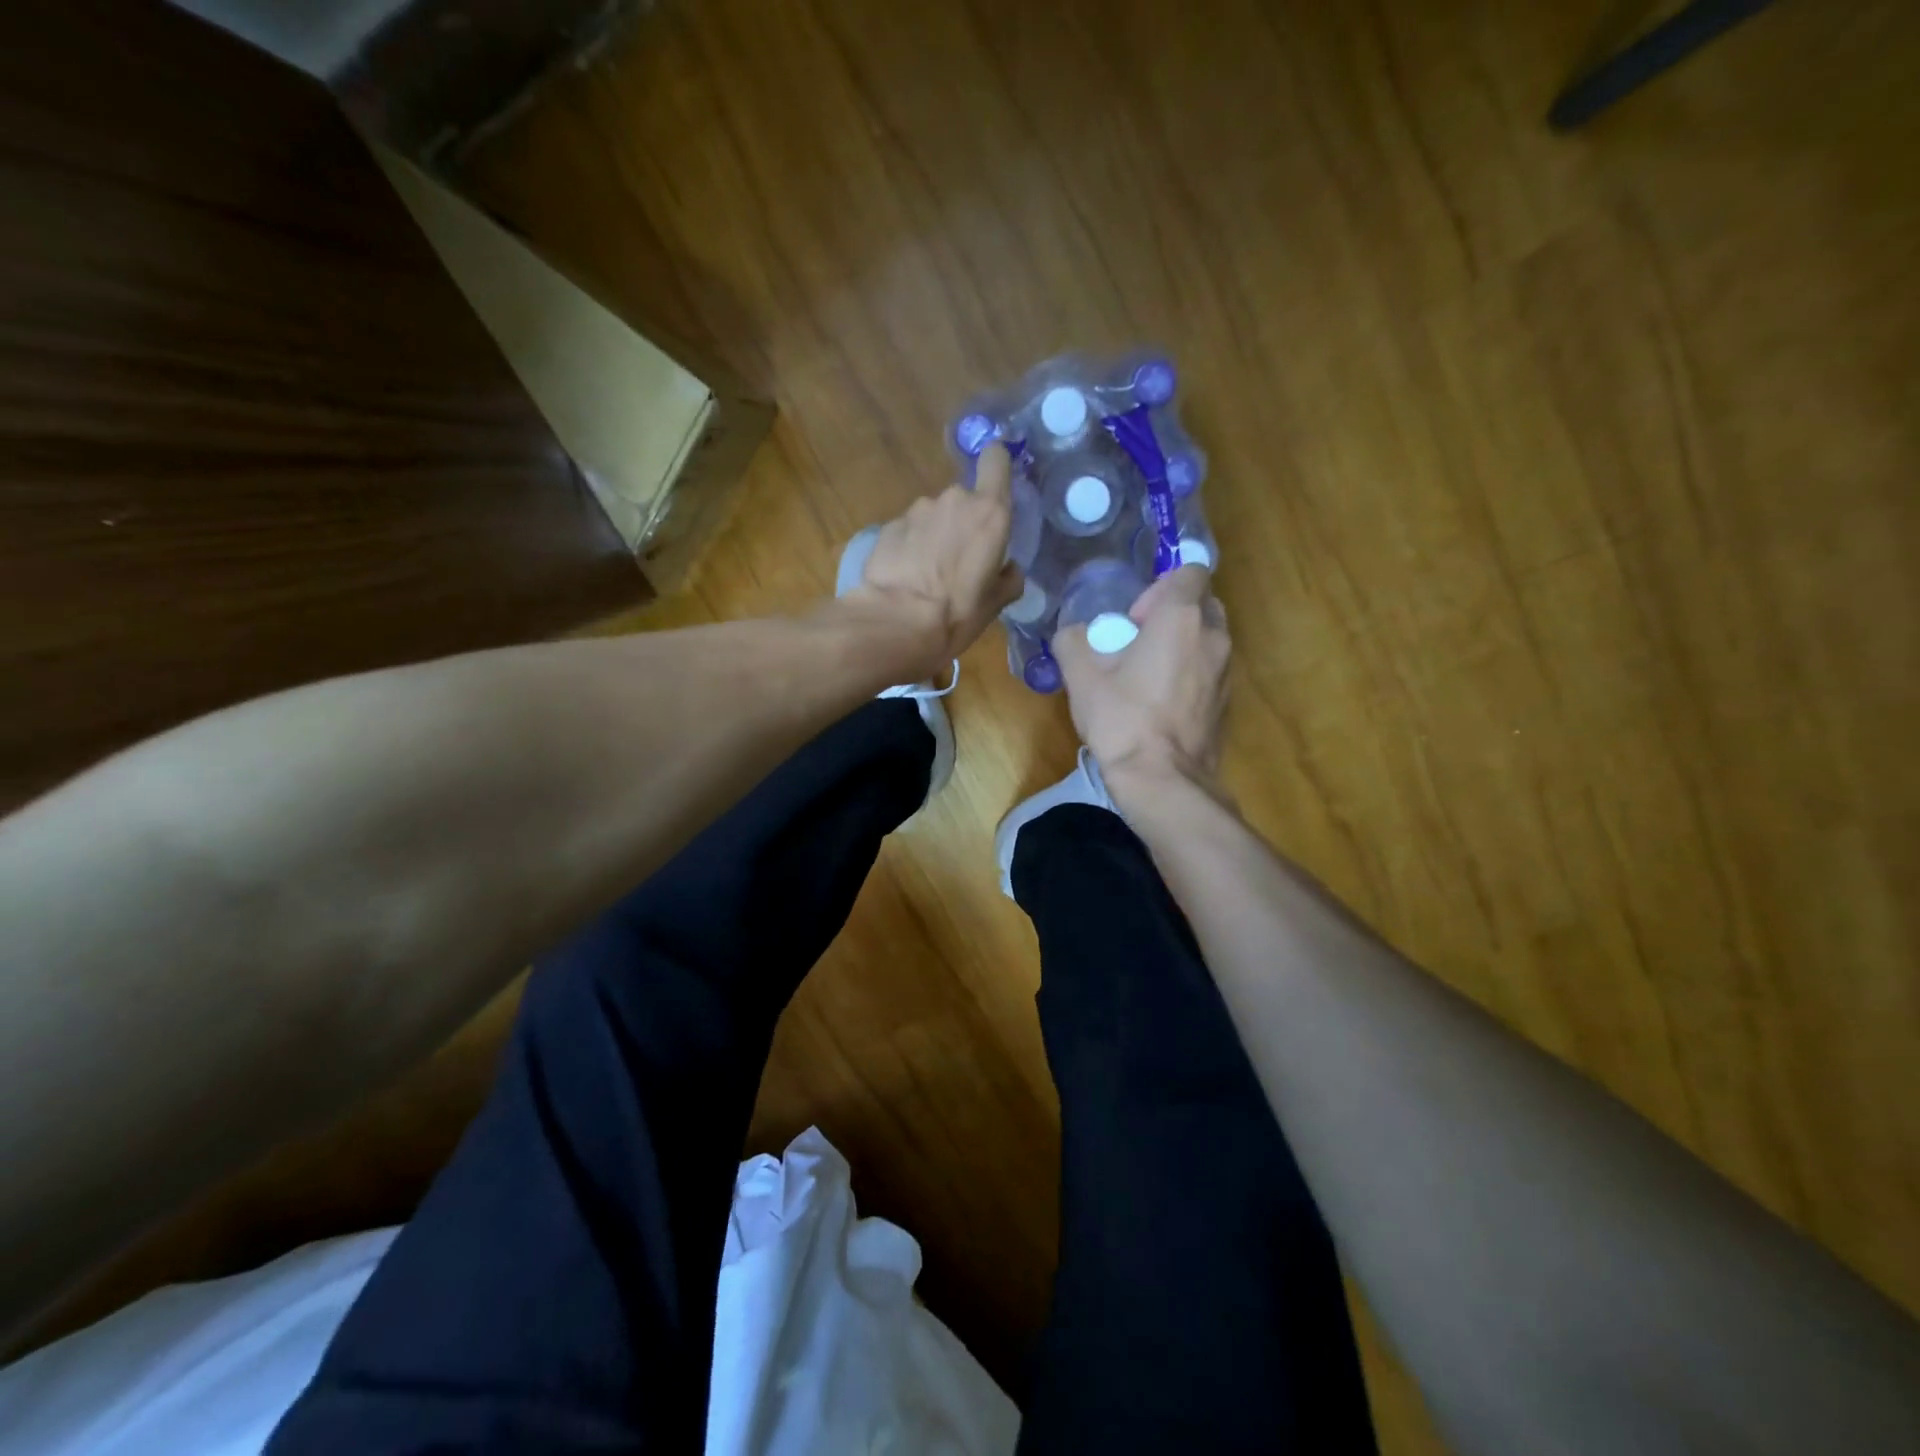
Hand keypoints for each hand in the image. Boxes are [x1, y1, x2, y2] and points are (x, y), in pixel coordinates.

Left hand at [847, 444, 1023, 665]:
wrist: (895, 623)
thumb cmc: (956, 614)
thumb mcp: (995, 604)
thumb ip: (1008, 578)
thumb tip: (1009, 570)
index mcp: (990, 513)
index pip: (995, 459)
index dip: (995, 466)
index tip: (995, 486)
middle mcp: (954, 500)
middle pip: (964, 498)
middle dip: (962, 522)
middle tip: (959, 560)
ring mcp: (917, 510)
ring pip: (933, 515)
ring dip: (934, 535)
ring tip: (927, 573)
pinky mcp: (888, 526)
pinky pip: (908, 531)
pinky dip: (909, 547)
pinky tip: (905, 576)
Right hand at [1054, 564, 1229, 789]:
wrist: (1163, 780)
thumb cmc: (1123, 720)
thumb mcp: (1081, 677)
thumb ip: (1073, 641)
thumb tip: (1073, 634)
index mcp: (1181, 618)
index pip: (1189, 571)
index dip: (1160, 586)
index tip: (1134, 616)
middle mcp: (1213, 637)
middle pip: (1202, 603)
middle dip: (1173, 612)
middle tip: (1138, 640)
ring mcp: (1227, 671)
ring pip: (1208, 638)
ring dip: (1182, 643)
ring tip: (1147, 673)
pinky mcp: (1227, 701)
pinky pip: (1210, 670)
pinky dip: (1190, 673)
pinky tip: (1161, 702)